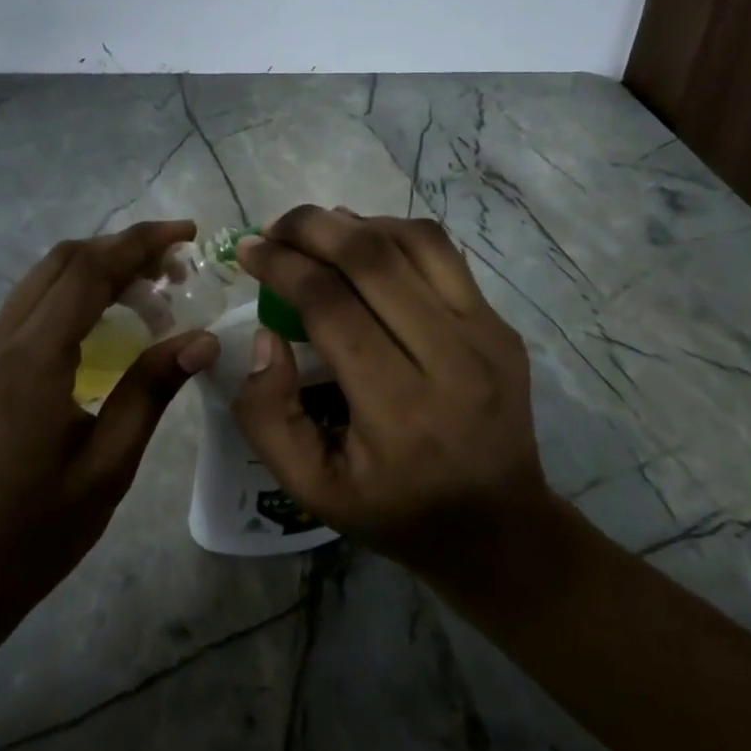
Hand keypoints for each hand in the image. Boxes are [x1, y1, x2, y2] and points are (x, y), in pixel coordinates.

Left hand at [0, 221, 220, 641]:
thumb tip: (200, 340)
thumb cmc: (34, 533)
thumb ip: (151, 391)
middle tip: (175, 269)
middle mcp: (0, 339)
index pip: (91, 269)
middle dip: (123, 249)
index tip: (188, 234)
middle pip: (64, 260)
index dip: (142, 242)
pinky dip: (73, 295)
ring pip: (43, 279)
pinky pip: (29, 307)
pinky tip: (104, 327)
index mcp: (34, 359)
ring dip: (97, 269)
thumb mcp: (107, 466)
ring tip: (149, 293)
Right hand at [232, 206, 556, 589]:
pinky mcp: (501, 324)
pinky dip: (394, 234)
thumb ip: (268, 415)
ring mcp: (486, 336)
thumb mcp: (310, 488)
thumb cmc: (395, 510)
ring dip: (354, 223)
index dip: (282, 266)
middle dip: (311, 228)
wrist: (499, 526)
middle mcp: (450, 361)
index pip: (331, 307)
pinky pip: (442, 255)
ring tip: (316, 230)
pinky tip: (364, 244)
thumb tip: (265, 335)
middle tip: (274, 227)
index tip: (249, 250)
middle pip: (372, 259)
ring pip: (413, 241)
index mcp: (398, 411)